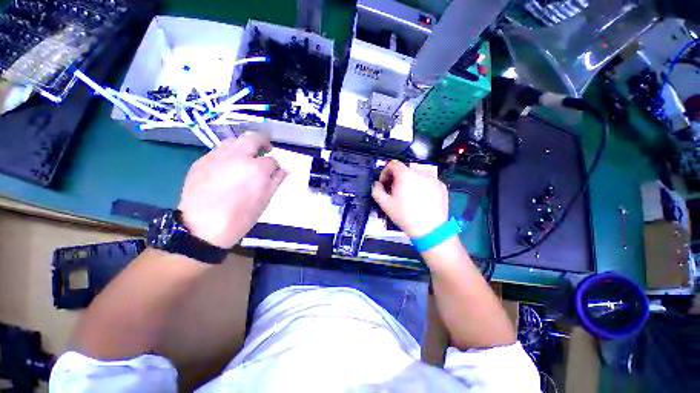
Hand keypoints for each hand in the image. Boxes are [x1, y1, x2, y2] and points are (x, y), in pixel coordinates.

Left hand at [178, 134, 287, 247]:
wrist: (202, 228)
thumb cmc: (240, 217)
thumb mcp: (264, 201)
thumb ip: (276, 182)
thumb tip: (285, 170)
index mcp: (257, 169)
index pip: (272, 160)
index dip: (275, 167)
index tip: (274, 172)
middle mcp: (238, 157)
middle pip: (253, 138)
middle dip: (263, 141)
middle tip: (266, 148)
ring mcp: (217, 157)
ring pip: (234, 140)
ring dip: (244, 145)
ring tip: (245, 156)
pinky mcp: (201, 161)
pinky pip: (218, 150)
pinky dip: (228, 154)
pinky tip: (227, 166)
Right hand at [372, 160, 448, 238]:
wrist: (430, 229)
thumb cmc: (405, 216)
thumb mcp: (385, 204)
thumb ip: (377, 190)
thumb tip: (377, 185)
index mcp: (405, 175)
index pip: (393, 164)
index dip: (385, 172)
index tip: (385, 182)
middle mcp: (420, 173)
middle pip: (405, 171)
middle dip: (397, 180)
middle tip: (395, 193)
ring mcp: (433, 180)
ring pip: (416, 177)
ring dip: (410, 184)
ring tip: (409, 199)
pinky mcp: (441, 187)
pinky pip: (428, 183)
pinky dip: (422, 188)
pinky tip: (421, 201)